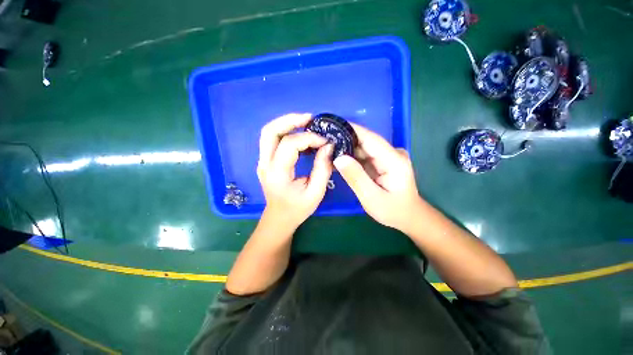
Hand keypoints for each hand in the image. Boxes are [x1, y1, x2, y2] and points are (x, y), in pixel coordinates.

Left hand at [257, 113, 333, 229]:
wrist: (279, 217)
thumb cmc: (297, 209)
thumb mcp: (316, 193)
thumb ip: (322, 168)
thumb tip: (328, 147)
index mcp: (277, 174)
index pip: (290, 144)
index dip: (309, 138)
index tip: (325, 142)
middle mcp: (265, 164)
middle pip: (270, 131)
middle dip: (290, 120)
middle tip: (310, 118)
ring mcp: (262, 161)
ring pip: (268, 132)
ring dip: (287, 123)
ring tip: (306, 122)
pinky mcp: (266, 160)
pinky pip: (272, 139)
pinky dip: (286, 131)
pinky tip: (300, 134)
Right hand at [333, 123, 421, 232]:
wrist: (408, 217)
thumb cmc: (393, 211)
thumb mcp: (371, 198)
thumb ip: (356, 177)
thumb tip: (338, 158)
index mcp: (393, 160)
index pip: (369, 138)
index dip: (350, 130)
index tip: (331, 126)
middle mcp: (392, 153)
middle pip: (365, 141)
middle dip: (344, 139)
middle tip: (323, 141)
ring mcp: (387, 157)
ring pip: (363, 148)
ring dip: (346, 148)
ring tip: (327, 149)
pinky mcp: (382, 162)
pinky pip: (364, 156)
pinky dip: (351, 157)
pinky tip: (337, 159)